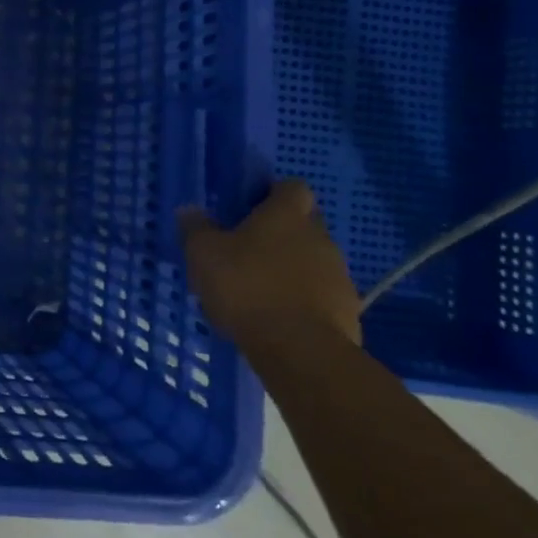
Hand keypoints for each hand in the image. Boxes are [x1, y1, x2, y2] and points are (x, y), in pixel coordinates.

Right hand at [177, 180, 361, 351]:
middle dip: (282, 233)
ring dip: (293, 269)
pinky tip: (279, 317)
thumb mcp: (203, 254)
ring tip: (261, 289)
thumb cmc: (247, 287)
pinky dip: (304, 301)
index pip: (292, 187)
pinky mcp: (348, 312)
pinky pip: (323, 296)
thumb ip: (196, 228)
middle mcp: (320, 237)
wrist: (300, 350)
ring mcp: (339, 276)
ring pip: (315, 261)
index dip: (273, 194)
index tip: (250, 208)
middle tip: (248, 249)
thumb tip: (189, 210)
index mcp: (287, 215)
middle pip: (306, 224)